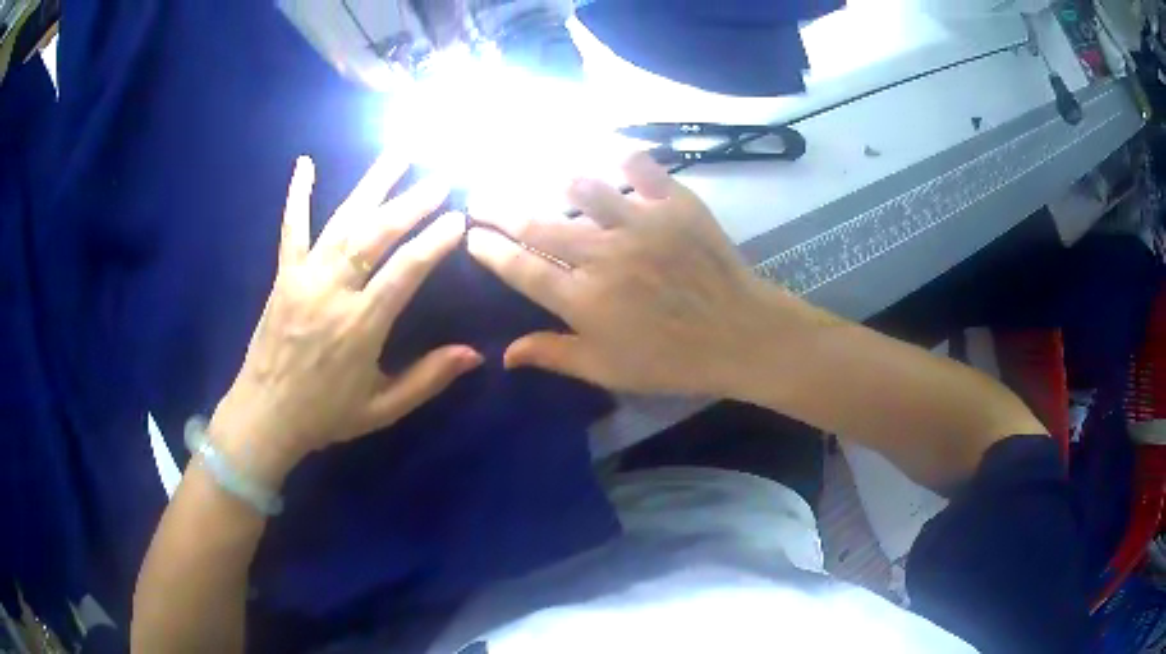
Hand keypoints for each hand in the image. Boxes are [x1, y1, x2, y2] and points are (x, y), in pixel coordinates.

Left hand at [209, 152, 481, 484]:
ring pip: (342, 222)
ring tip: (400, 152)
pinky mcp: (283, 275)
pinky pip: (292, 229)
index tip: (459, 220)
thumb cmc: (325, 415)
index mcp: (360, 326)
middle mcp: (332, 292)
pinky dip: (298, 196)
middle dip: (411, 204)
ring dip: (373, 185)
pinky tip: (305, 163)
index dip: (433, 243)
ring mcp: (304, 278)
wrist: (264, 415)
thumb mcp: (382, 407)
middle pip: (375, 236)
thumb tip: (475, 355)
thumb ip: (427, 379)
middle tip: (441, 178)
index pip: (404, 272)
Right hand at [466, 152, 818, 396]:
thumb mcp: (608, 369)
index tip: (470, 235)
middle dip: (500, 209)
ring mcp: (640, 224)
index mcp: (583, 299)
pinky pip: (643, 169)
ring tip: (546, 175)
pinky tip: (614, 154)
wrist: (740, 335)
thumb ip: (553, 354)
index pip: (521, 268)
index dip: (490, 250)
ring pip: (584, 189)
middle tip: (480, 197)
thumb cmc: (672, 360)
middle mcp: (603, 255)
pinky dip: (626, 158)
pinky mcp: (675, 205)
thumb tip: (503, 354)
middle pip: (538, 224)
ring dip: (556, 181)